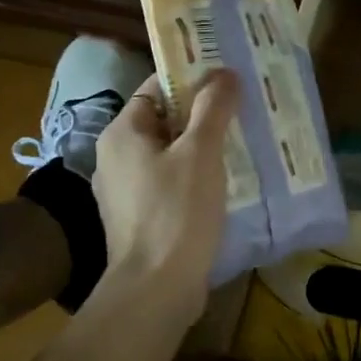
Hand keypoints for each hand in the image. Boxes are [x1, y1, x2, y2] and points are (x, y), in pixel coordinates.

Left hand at [89, 70, 237, 325]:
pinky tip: (226, 185)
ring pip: (170, 155)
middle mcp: (116, 157)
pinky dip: (196, 179)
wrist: (156, 289)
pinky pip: (171, 184)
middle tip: (244, 112)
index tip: (230, 81)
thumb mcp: (201, 152)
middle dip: (204, 116)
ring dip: (203, 149)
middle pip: (165, 122)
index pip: (157, 89)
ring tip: (243, 146)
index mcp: (123, 133)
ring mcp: (126, 191)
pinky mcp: (140, 219)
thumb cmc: (177, 211)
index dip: (193, 80)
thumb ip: (213, 108)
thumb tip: (224, 72)